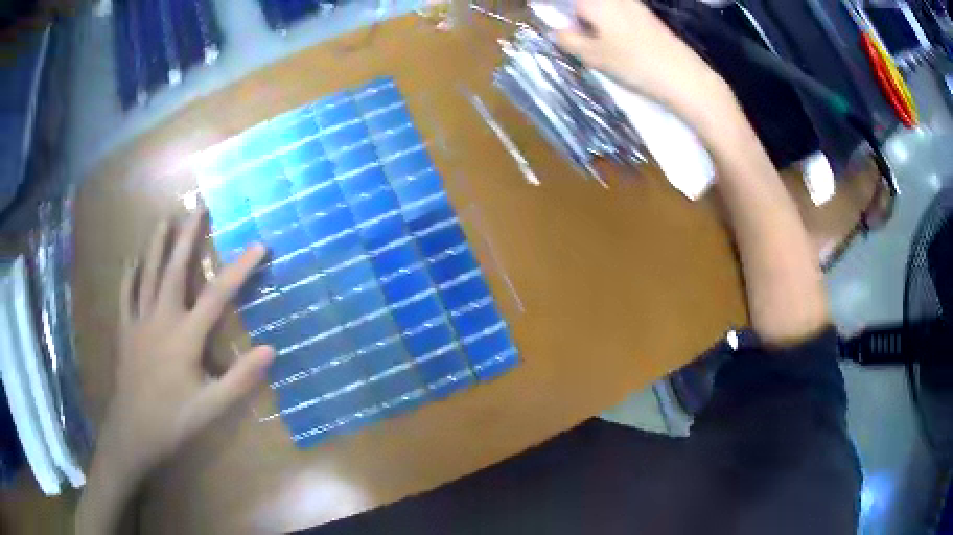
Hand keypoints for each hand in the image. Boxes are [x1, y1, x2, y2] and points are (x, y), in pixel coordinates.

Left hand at [102, 211, 274, 480]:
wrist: (132, 431)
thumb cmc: (173, 420)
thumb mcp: (212, 407)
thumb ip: (240, 379)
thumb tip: (271, 349)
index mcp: (185, 336)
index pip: (218, 295)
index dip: (240, 268)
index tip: (259, 244)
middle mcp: (162, 318)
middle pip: (176, 269)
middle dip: (187, 236)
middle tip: (197, 207)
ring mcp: (139, 321)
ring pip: (148, 274)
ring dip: (157, 244)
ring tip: (164, 219)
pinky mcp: (125, 330)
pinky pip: (126, 294)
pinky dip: (130, 274)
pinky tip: (132, 259)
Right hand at [554, 0, 727, 114]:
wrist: (682, 75)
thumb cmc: (633, 62)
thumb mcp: (592, 55)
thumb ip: (568, 39)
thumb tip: (558, 31)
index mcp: (594, 1)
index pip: (564, 2)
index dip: (555, 12)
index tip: (552, 24)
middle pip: (584, 5)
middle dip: (575, 17)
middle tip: (572, 36)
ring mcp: (632, 4)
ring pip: (602, 8)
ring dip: (592, 20)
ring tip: (593, 42)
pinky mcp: (646, 15)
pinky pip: (618, 12)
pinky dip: (608, 22)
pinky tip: (615, 42)